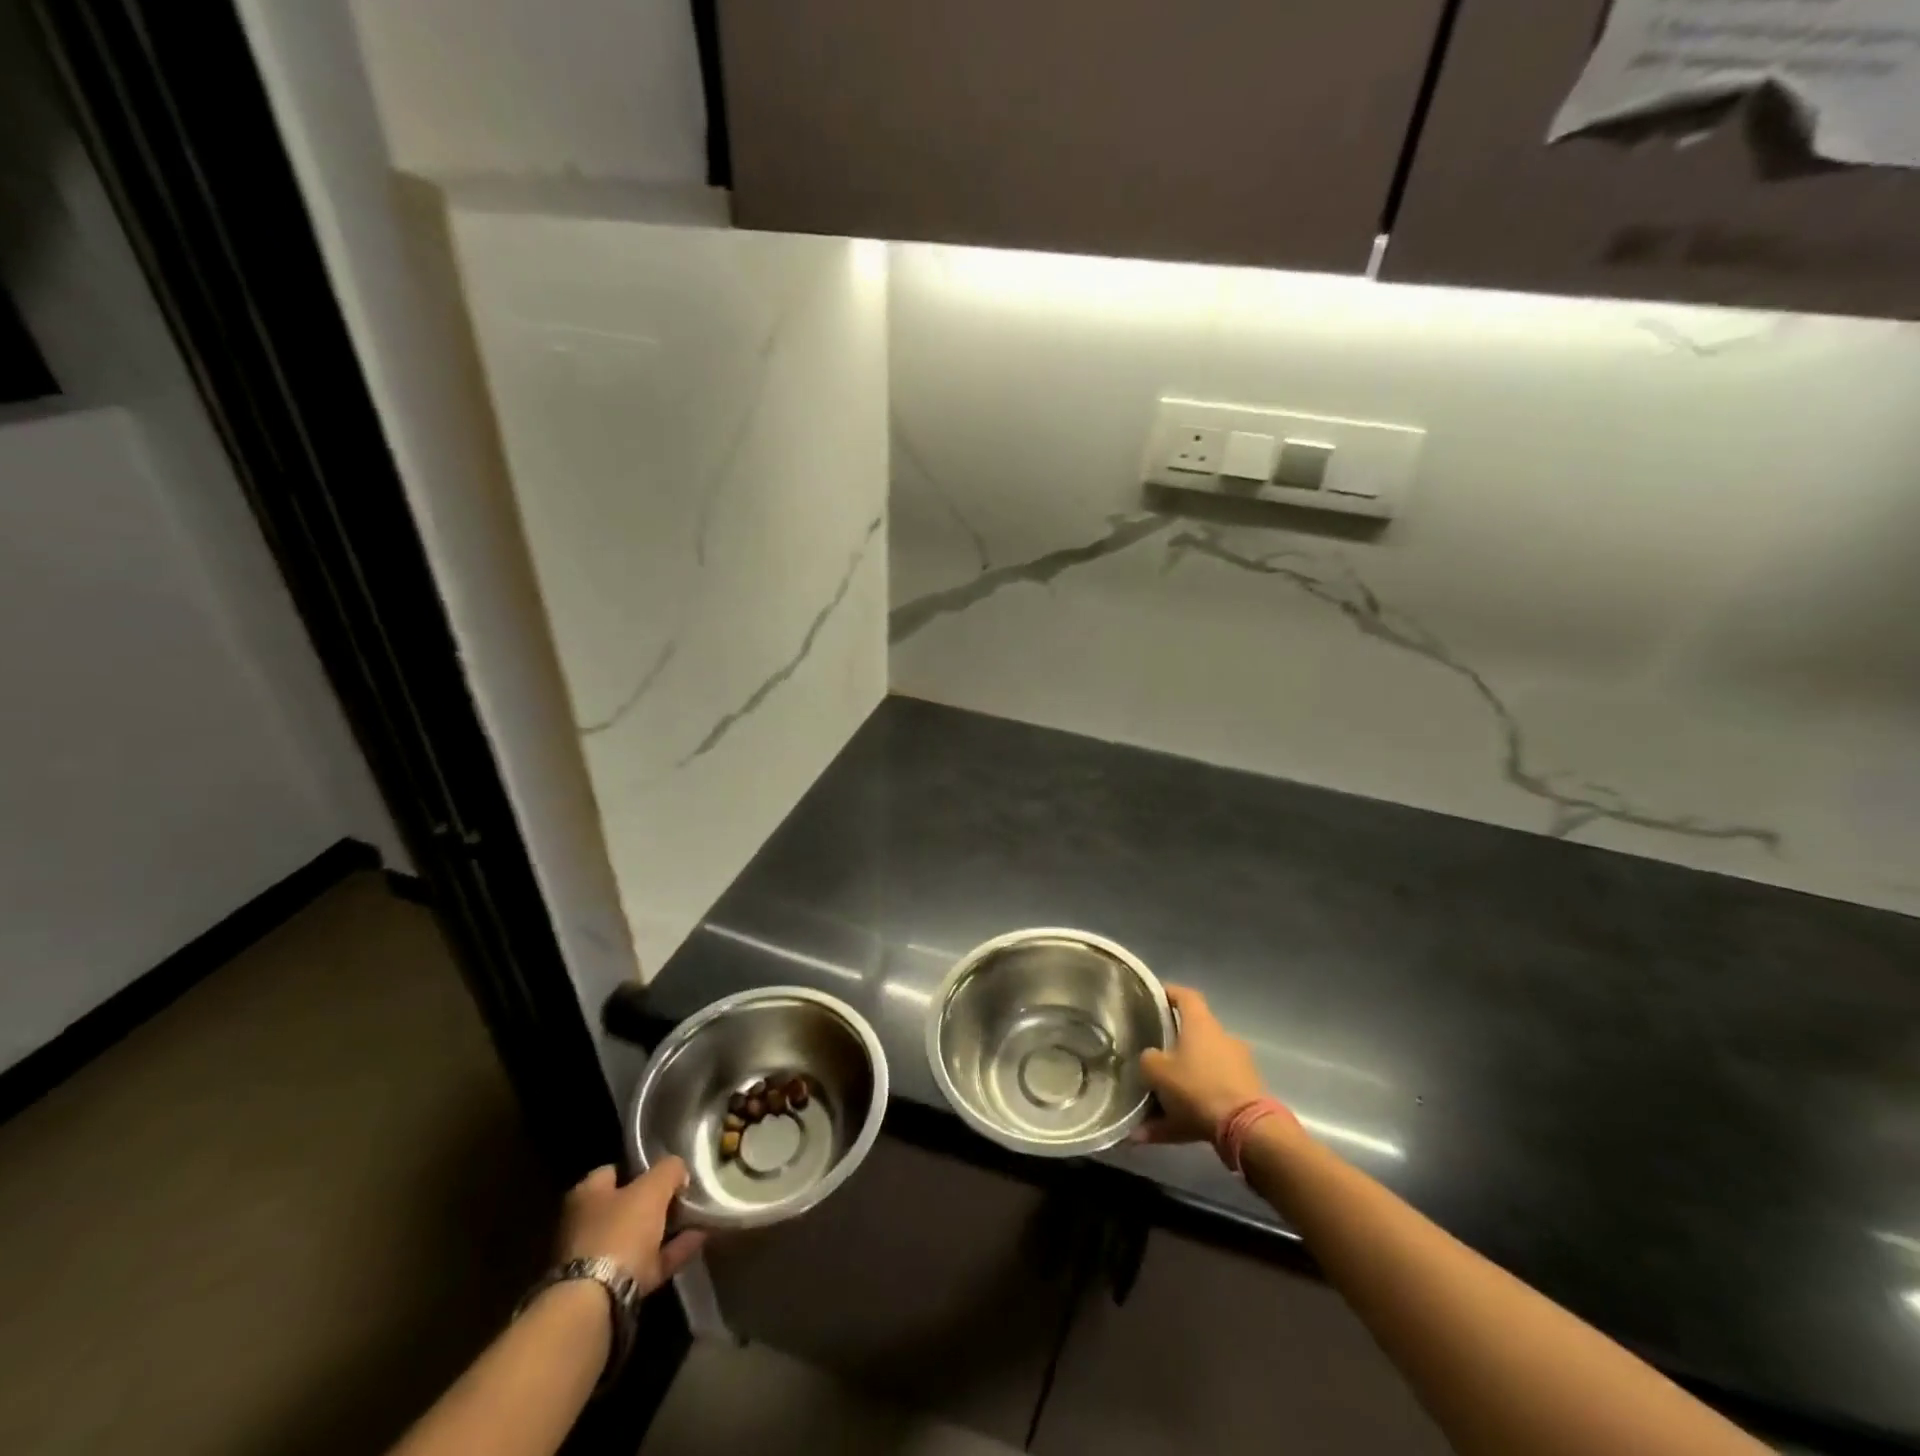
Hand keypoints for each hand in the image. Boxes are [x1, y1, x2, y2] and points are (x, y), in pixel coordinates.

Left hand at [558, 1159, 706, 1295]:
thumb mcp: (653, 1188)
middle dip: (655, 1201)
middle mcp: (585, 1225)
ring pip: (638, 1237)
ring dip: (667, 1228)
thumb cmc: (621, 1231)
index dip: (641, 1168)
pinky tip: (699, 1240)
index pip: (614, 1171)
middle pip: (626, 1206)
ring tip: (699, 1216)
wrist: (599, 1302)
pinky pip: (649, 1262)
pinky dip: (672, 1251)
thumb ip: (670, 1170)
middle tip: (685, 1194)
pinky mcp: (612, 1288)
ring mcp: (597, 1259)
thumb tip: (679, 1170)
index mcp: (585, 1195)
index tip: (668, 1169)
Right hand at [1135, 985, 1271, 1144]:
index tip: (1152, 1000)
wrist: (1247, 1129)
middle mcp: (1221, 1039)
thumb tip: (1150, 1058)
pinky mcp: (1245, 1096)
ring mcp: (1237, 1068)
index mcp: (1201, 1024)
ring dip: (1176, 1089)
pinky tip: (1161, 1134)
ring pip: (1198, 1073)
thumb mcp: (1157, 1071)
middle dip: (1170, 1051)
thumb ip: (1148, 1060)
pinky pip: (1207, 1100)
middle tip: (1150, 1062)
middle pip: (1192, 1037)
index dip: (1168, 994)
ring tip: (1150, 1112)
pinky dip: (1186, 1114)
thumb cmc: (1198, 1087)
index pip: (1185, 996)